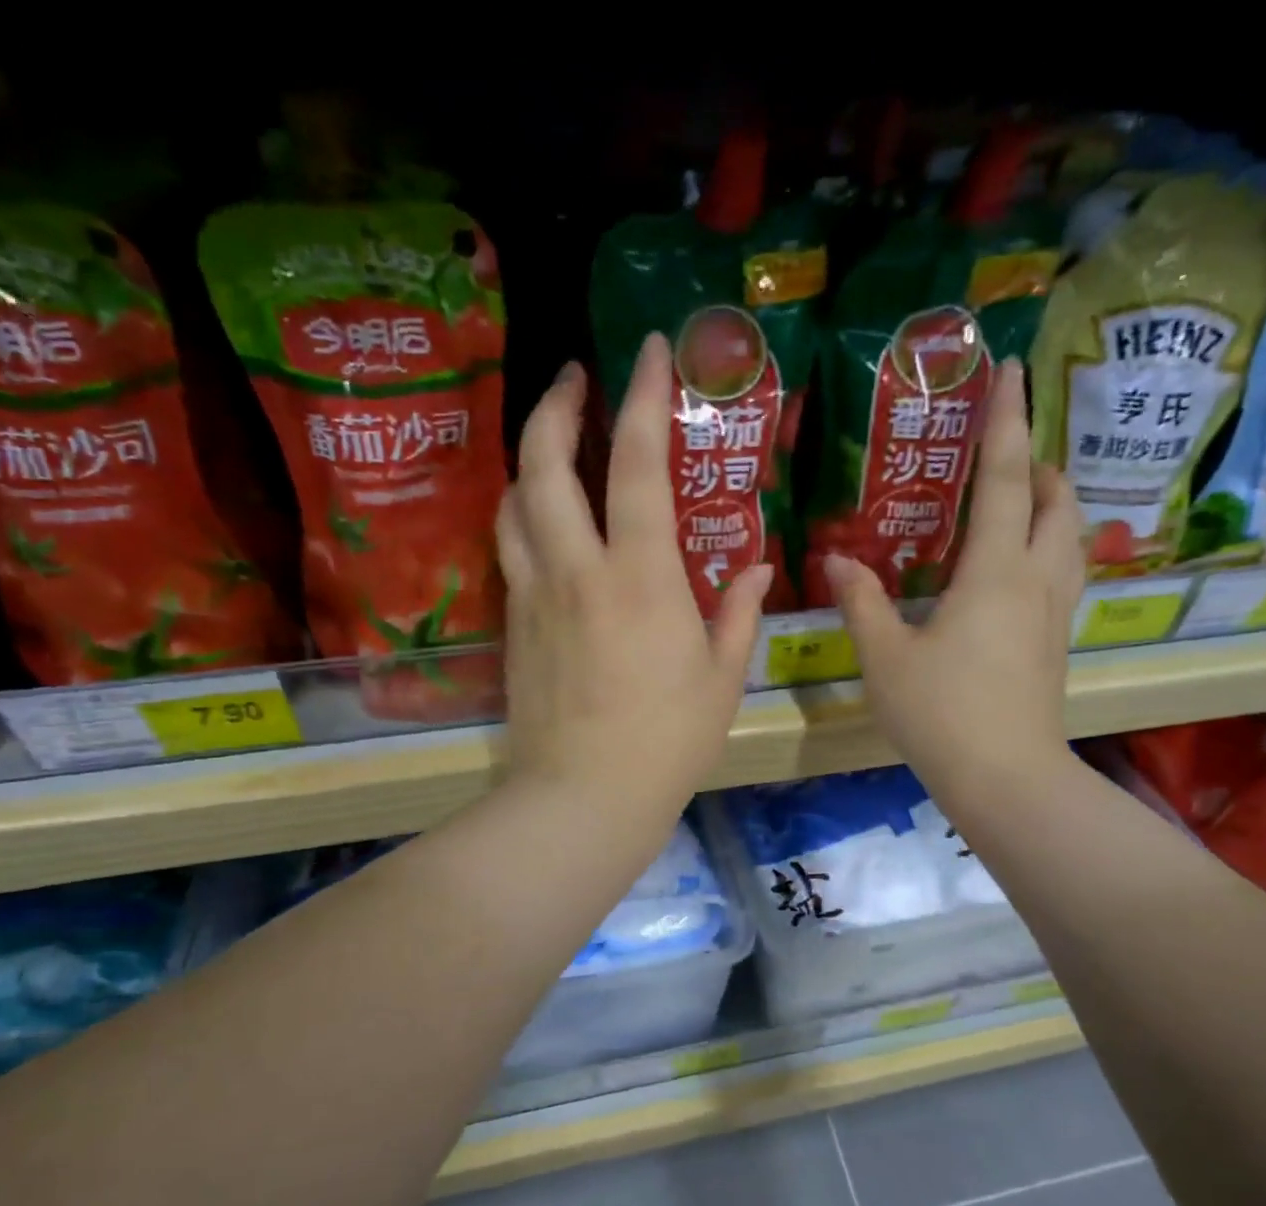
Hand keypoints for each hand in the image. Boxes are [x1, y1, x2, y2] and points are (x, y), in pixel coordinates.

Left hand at [498, 334, 771, 824]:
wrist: (584, 796)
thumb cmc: (668, 742)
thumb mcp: (722, 678)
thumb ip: (737, 612)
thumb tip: (756, 568)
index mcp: (641, 577)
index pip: (638, 464)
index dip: (642, 397)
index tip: (646, 349)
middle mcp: (577, 570)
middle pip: (545, 464)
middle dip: (557, 406)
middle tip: (575, 377)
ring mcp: (535, 596)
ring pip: (513, 502)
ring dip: (530, 458)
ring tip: (553, 443)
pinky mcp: (513, 625)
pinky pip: (510, 549)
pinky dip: (523, 515)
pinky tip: (542, 519)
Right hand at [824, 359, 1083, 797]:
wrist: (1005, 778)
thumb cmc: (941, 714)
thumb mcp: (885, 657)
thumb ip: (862, 602)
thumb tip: (837, 561)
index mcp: (994, 572)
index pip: (1005, 478)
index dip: (1006, 421)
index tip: (1011, 369)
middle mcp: (1036, 580)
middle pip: (1058, 501)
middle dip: (1039, 463)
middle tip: (1004, 456)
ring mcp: (1053, 614)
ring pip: (1071, 537)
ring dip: (1052, 504)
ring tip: (1017, 501)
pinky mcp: (1055, 643)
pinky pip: (1064, 572)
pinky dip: (1049, 546)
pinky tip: (1017, 567)